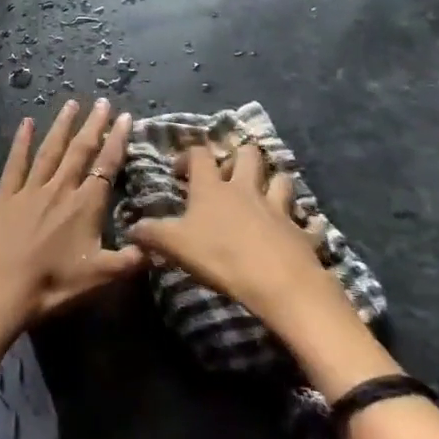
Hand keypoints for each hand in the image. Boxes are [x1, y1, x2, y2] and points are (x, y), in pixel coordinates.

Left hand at [0, 99, 145, 327]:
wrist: (1, 288)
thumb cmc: (53, 285)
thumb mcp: (100, 278)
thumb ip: (130, 260)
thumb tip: (158, 246)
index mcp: (85, 206)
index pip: (106, 166)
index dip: (117, 141)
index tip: (125, 118)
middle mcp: (60, 189)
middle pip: (80, 151)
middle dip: (93, 125)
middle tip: (102, 102)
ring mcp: (30, 189)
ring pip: (50, 150)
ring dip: (62, 126)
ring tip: (71, 103)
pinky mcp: (5, 194)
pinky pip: (15, 162)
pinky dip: (21, 141)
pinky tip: (26, 123)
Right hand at [126, 142, 360, 351]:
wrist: (279, 283)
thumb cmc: (221, 256)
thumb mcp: (175, 246)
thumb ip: (151, 235)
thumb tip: (130, 228)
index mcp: (213, 187)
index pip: (200, 155)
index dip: (188, 155)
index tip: (180, 170)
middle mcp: (246, 189)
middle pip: (248, 155)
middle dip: (239, 156)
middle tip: (228, 173)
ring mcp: (278, 209)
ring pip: (282, 180)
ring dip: (274, 182)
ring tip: (266, 193)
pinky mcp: (301, 232)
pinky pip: (308, 222)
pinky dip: (305, 223)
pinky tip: (302, 228)